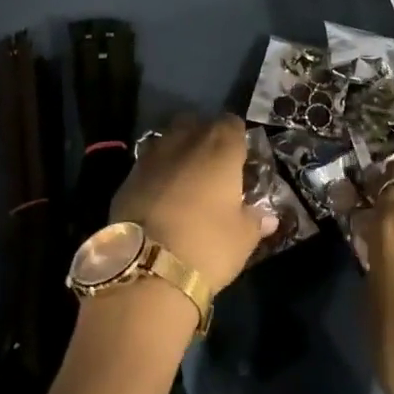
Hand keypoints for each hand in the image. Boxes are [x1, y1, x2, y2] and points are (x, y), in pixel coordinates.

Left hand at [110, 115, 275, 295]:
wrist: (146, 269)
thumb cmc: (207, 246)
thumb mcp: (243, 238)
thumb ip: (255, 220)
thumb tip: (266, 217)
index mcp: (220, 148)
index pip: (232, 123)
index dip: (237, 138)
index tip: (241, 158)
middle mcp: (185, 141)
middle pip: (196, 123)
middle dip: (204, 138)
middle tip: (213, 166)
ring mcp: (152, 156)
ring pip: (168, 139)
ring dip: (178, 151)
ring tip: (185, 179)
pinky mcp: (127, 177)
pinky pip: (148, 163)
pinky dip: (156, 172)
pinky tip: (161, 196)